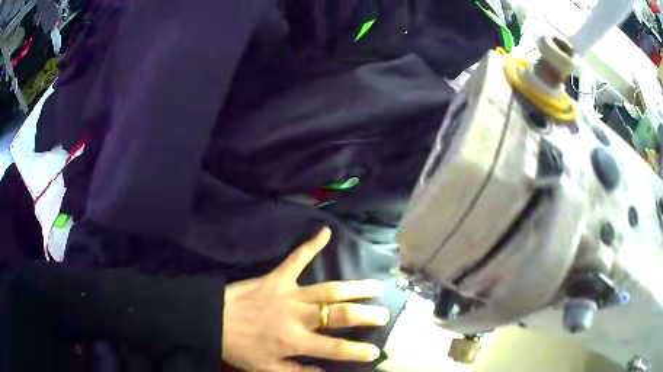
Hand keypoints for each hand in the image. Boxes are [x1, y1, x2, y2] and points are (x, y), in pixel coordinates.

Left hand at [222, 227, 389, 370]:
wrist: (211, 319)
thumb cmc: (240, 347)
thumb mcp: (267, 369)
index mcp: (294, 341)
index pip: (334, 348)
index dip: (357, 352)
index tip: (376, 352)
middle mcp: (297, 316)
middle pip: (338, 314)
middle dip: (365, 315)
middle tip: (384, 314)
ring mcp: (287, 293)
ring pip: (328, 289)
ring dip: (354, 287)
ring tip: (375, 286)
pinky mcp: (276, 277)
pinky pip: (296, 259)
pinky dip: (311, 245)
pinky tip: (326, 231)